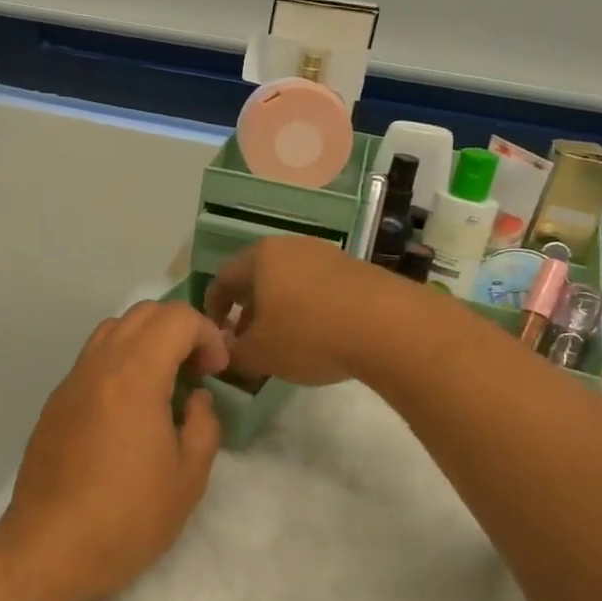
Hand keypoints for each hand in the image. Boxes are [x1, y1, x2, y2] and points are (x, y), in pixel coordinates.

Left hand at [0, 300, 230, 600]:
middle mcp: (99, 365)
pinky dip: (119, 363)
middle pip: (142, 313)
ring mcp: (71, 382)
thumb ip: (203, 425)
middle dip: (179, 330)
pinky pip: (92, 360)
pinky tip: (128, 411)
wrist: (48, 550)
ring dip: (145, 342)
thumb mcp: (188, 478)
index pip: (176, 318)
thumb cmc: (127, 517)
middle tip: (195, 372)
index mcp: (135, 376)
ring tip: (162, 386)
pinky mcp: (55, 403)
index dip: (207, 335)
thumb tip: (196, 400)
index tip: (216, 372)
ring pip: (111, 331)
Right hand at [204, 235, 400, 385]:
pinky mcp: (357, 269)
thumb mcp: (260, 354)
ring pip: (290, 281)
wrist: (388, 326)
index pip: (223, 278)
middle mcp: (291, 246)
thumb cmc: (309, 334)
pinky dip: (309, 308)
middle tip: (247, 339)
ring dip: (279, 309)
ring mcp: (327, 254)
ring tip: (283, 341)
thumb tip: (224, 351)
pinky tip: (318, 335)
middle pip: (258, 276)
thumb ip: (233, 353)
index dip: (212, 307)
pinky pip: (319, 288)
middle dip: (247, 309)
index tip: (215, 333)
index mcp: (260, 257)